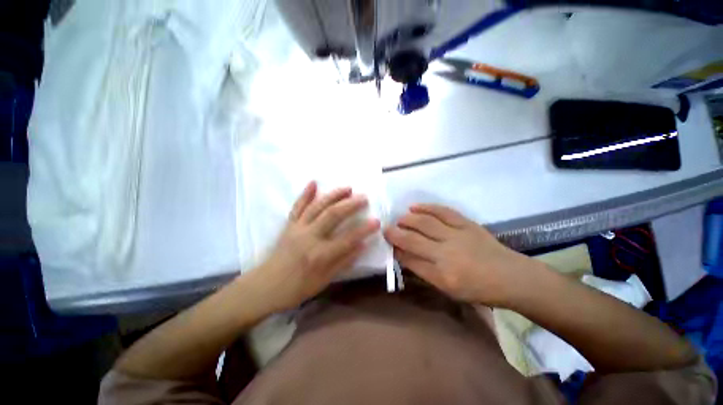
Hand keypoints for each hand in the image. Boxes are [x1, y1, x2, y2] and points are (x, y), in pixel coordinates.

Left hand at [246, 181, 379, 312]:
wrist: (265, 287)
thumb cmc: (296, 288)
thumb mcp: (324, 281)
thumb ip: (344, 262)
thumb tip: (362, 246)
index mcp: (319, 255)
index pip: (348, 239)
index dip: (364, 230)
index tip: (377, 222)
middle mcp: (309, 237)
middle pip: (333, 215)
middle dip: (350, 205)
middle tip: (364, 198)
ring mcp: (298, 228)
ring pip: (317, 206)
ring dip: (333, 195)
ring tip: (347, 188)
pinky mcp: (289, 225)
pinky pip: (298, 206)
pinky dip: (305, 194)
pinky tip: (313, 182)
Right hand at [384, 204, 530, 305]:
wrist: (511, 276)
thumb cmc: (478, 288)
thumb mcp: (448, 289)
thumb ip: (423, 271)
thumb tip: (403, 255)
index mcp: (443, 274)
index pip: (410, 259)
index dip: (396, 250)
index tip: (387, 244)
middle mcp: (447, 253)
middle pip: (413, 239)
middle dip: (396, 233)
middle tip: (386, 229)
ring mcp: (457, 235)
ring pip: (425, 222)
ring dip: (408, 219)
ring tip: (400, 219)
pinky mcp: (466, 223)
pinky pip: (442, 211)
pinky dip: (426, 207)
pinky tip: (415, 206)